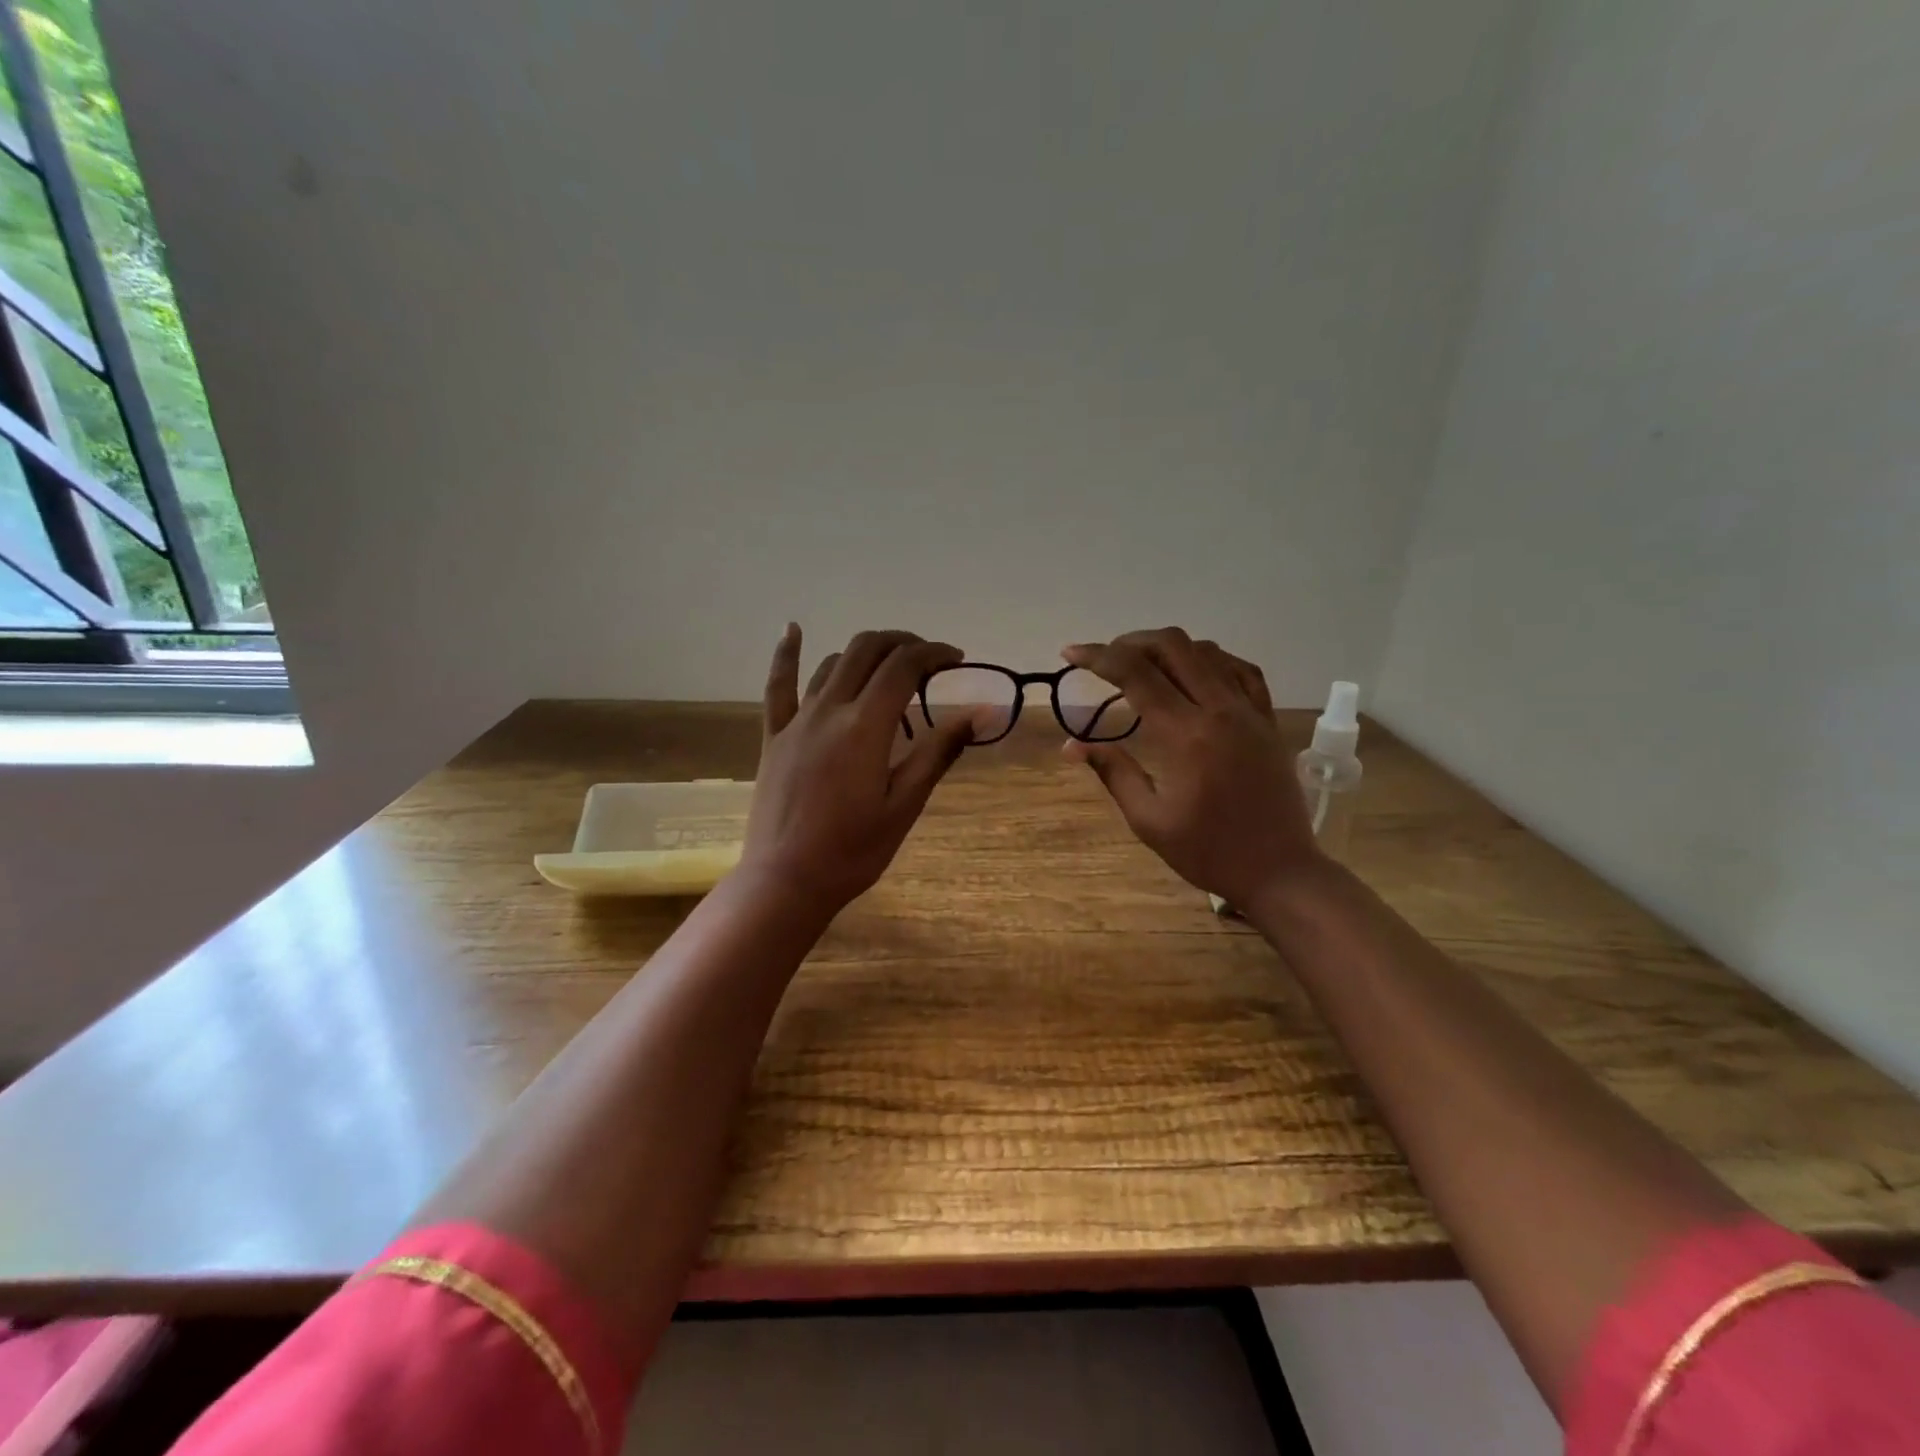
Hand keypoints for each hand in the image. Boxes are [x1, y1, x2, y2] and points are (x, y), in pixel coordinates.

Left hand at [743, 625, 975, 913]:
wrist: (786, 881)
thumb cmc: (853, 850)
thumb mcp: (905, 804)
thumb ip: (939, 752)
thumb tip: (982, 712)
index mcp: (865, 726)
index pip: (904, 667)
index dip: (933, 653)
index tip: (956, 659)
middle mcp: (829, 710)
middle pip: (867, 650)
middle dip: (902, 643)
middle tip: (927, 659)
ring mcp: (797, 721)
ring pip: (831, 663)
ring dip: (864, 652)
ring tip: (888, 665)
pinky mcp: (774, 736)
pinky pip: (778, 686)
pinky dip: (786, 654)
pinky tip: (792, 629)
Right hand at [1060, 628, 1321, 908]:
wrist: (1279, 871)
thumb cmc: (1208, 852)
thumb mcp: (1149, 820)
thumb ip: (1112, 773)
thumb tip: (1070, 745)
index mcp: (1186, 735)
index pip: (1136, 674)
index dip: (1098, 657)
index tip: (1070, 653)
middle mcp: (1220, 710)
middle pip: (1173, 646)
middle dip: (1131, 642)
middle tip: (1105, 659)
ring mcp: (1250, 711)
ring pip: (1207, 651)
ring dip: (1168, 648)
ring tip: (1143, 665)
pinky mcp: (1267, 720)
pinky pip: (1241, 670)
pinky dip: (1211, 660)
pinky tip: (1195, 671)